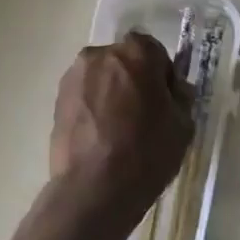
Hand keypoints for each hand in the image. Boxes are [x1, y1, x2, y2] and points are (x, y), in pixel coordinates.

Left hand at [49, 34, 193, 229]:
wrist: (93, 189)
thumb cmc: (146, 153)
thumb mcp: (183, 126)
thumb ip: (181, 98)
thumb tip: (173, 89)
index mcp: (136, 53)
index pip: (154, 51)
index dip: (162, 74)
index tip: (165, 100)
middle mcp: (101, 54)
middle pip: (124, 60)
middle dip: (134, 79)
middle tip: (142, 114)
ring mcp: (75, 76)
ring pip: (101, 77)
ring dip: (111, 92)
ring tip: (118, 128)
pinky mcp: (57, 99)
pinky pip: (84, 95)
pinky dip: (92, 107)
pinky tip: (100, 136)